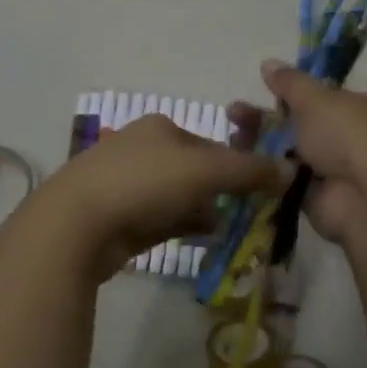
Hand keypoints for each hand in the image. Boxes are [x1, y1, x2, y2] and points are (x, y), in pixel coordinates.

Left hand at [43, 113, 284, 276]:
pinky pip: (160, 219)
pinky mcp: (116, 216)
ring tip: (227, 231)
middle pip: (195, 170)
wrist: (75, 224)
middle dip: (220, 192)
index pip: (211, 144)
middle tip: (246, 215)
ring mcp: (125, 183)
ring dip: (202, 211)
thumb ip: (250, 170)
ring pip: (177, 196)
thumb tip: (291, 170)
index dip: (237, 166)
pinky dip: (181, 226)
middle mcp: (142, 149)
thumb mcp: (206, 171)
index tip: (259, 192)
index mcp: (160, 127)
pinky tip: (200, 240)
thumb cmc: (143, 184)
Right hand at [227, 59, 366, 247]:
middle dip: (264, 119)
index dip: (286, 94)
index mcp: (352, 108)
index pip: (316, 98)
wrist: (365, 196)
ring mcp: (329, 170)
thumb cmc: (345, 135)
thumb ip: (289, 82)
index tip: (259, 91)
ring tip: (232, 139)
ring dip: (259, 146)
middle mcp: (343, 137)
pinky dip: (264, 175)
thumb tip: (268, 62)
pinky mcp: (313, 198)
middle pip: (296, 125)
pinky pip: (283, 181)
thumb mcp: (315, 99)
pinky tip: (239, 166)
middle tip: (232, 114)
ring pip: (286, 153)